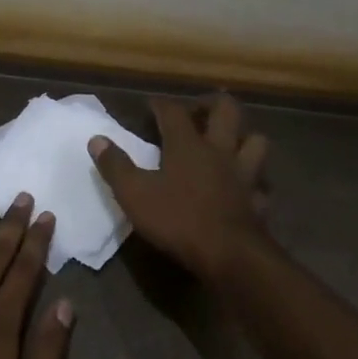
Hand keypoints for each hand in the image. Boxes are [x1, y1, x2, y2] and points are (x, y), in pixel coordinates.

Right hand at [89, 93, 270, 282]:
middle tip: (197, 112)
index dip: (160, 104)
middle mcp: (220, 150)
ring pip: (255, 140)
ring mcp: (245, 174)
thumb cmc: (178, 219)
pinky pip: (260, 183)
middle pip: (226, 110)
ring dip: (243, 137)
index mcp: (188, 145)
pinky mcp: (258, 199)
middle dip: (211, 104)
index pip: (174, 111)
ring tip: (229, 144)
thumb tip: (96, 139)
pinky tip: (245, 188)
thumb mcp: (135, 194)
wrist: (229, 254)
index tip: (150, 105)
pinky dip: (254, 181)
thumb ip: (116, 166)